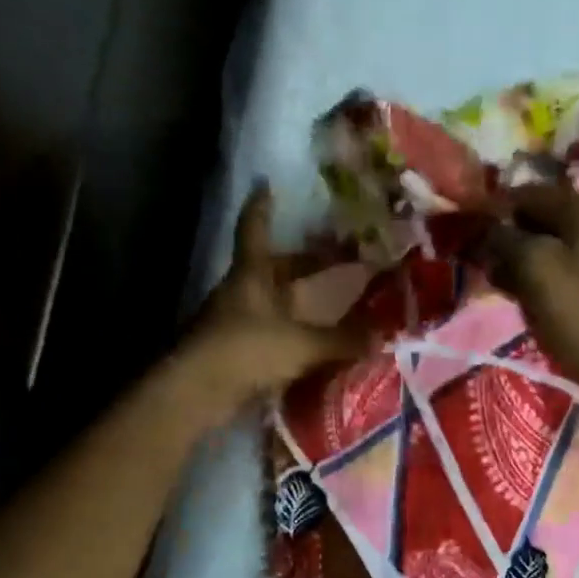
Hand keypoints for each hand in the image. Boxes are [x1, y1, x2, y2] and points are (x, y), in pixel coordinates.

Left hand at [181, 183, 363, 408]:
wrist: (198, 393)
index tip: (267, 184)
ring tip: (335, 302)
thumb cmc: (247, 350)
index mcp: (252, 275)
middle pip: (275, 268)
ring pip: (276, 302)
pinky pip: (275, 333)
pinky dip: (296, 333)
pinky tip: (317, 342)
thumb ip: (342, 340)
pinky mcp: (239, 352)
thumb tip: (380, 336)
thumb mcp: (302, 343)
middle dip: (305, 262)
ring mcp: (238, 322)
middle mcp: (243, 292)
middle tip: (338, 258)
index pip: (255, 229)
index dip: (262, 207)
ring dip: (302, 301)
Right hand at [482, 183, 578, 403]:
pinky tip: (523, 302)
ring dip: (518, 265)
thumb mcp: (534, 267)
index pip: (523, 194)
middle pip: (534, 221)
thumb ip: (504, 238)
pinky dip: (537, 282)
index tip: (465, 237)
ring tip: (498, 287)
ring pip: (545, 249)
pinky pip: (559, 272)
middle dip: (504, 241)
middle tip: (479, 267)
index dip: (491, 212)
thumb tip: (485, 229)